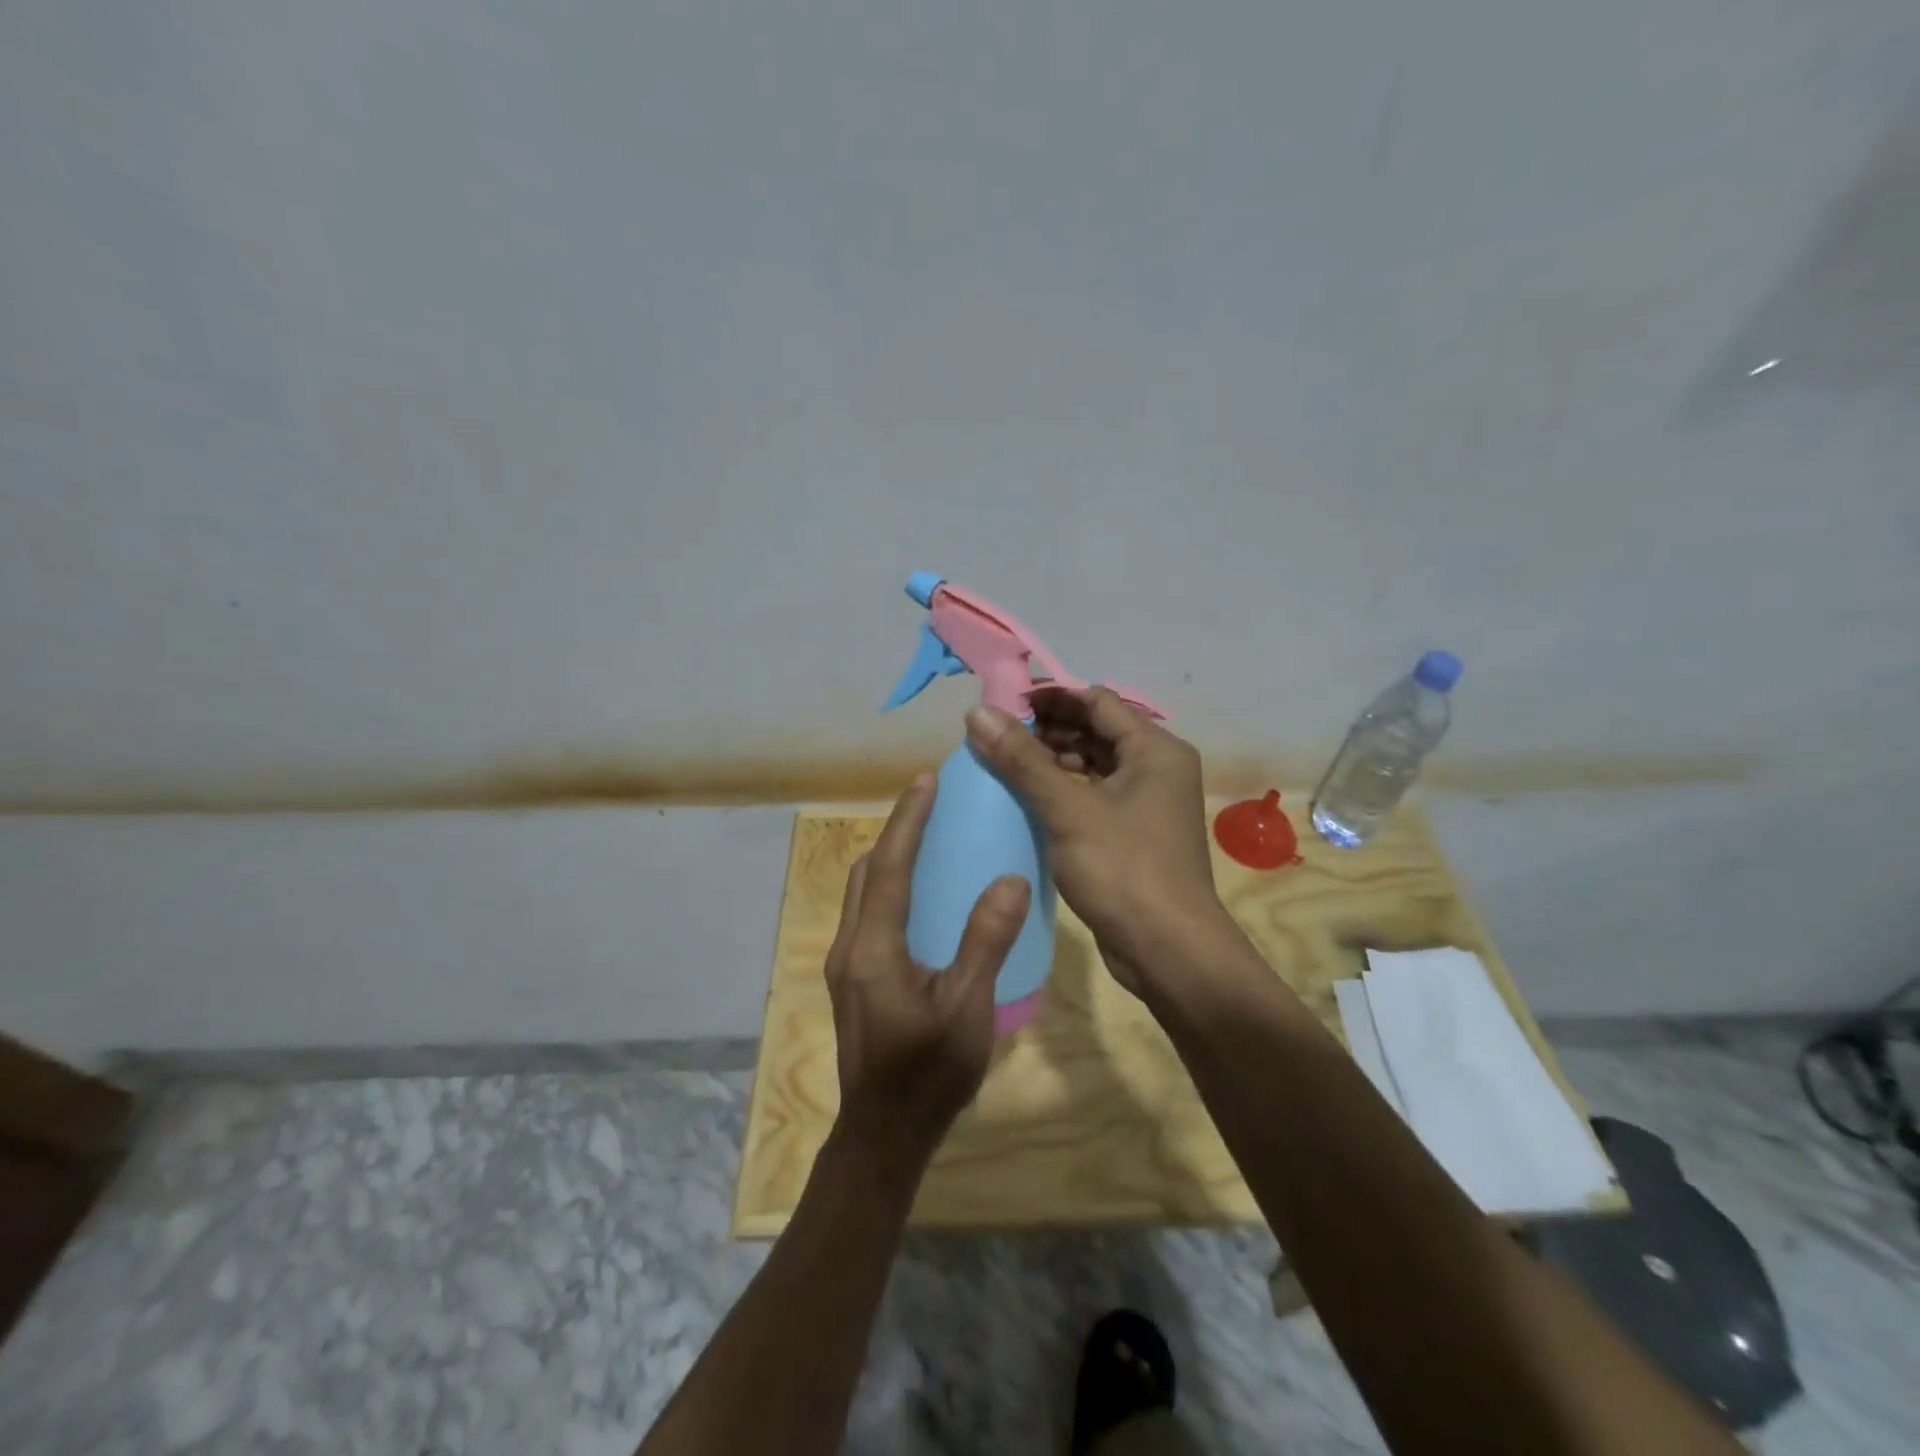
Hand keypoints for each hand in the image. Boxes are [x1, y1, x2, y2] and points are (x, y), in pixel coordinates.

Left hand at [825, 775, 1031, 1164]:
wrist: (883, 1136)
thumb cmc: (928, 1075)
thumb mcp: (967, 1010)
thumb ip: (985, 943)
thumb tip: (1009, 879)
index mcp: (873, 949)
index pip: (887, 868)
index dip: (906, 821)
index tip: (925, 781)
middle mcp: (849, 947)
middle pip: (865, 872)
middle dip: (894, 831)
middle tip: (929, 802)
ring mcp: (846, 964)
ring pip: (861, 892)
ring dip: (888, 857)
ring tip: (925, 835)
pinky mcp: (853, 979)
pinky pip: (867, 913)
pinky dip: (888, 886)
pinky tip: (920, 893)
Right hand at [964, 688, 1234, 994]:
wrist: (1168, 951)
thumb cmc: (1123, 870)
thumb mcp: (1068, 810)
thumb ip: (1022, 760)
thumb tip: (977, 712)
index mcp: (1155, 750)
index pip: (1096, 701)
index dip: (1049, 697)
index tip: (1001, 704)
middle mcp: (1156, 768)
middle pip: (1096, 731)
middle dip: (1047, 729)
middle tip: (995, 734)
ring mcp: (1147, 803)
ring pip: (1094, 765)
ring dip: (1052, 760)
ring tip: (1003, 762)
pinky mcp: (1134, 833)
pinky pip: (1094, 796)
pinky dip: (1063, 790)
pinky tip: (1027, 797)